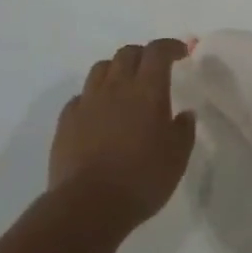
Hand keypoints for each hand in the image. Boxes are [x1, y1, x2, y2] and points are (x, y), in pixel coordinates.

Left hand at [49, 39, 195, 229]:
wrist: (88, 206)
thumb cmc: (141, 179)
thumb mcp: (177, 157)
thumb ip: (183, 130)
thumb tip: (184, 114)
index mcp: (147, 90)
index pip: (158, 51)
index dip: (171, 46)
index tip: (181, 53)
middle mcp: (116, 86)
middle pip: (127, 53)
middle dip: (143, 54)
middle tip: (153, 68)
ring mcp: (88, 102)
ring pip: (101, 68)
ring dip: (116, 70)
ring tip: (124, 86)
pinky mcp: (66, 121)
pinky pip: (80, 96)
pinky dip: (93, 97)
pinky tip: (98, 113)